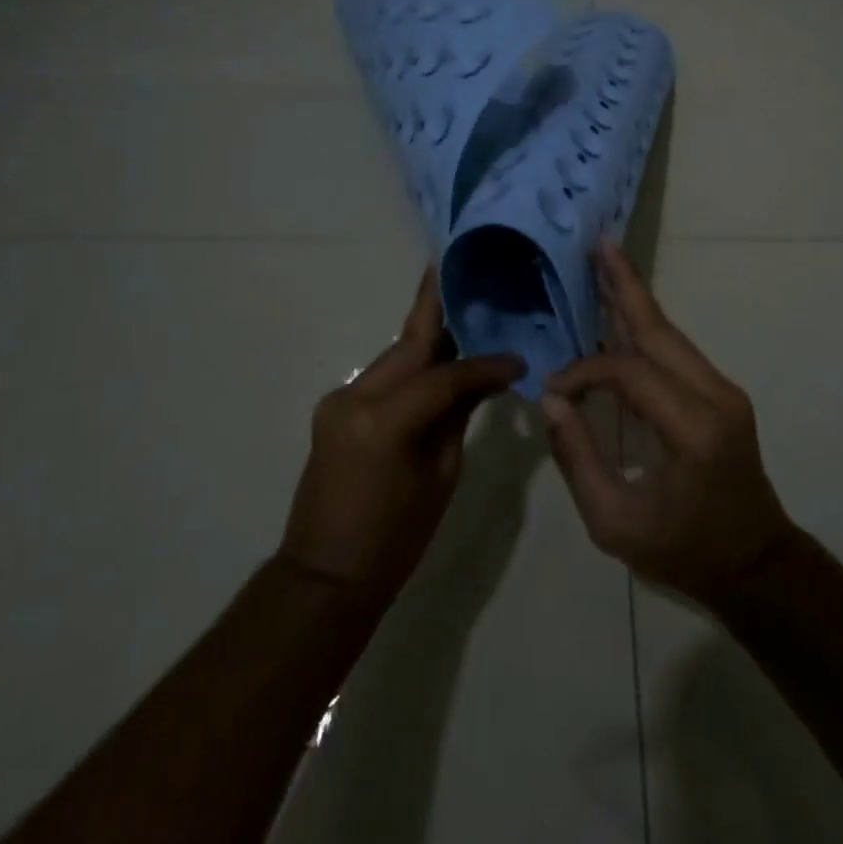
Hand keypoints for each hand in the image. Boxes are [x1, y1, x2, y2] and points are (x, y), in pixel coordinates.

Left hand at [279, 269, 523, 597]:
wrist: (325, 575)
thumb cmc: (394, 538)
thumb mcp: (440, 476)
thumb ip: (459, 416)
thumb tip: (486, 379)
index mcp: (383, 420)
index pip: (444, 375)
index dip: (484, 364)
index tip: (518, 360)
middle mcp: (354, 397)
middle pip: (408, 343)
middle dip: (437, 307)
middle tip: (464, 268)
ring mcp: (338, 400)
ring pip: (395, 356)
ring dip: (428, 338)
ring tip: (464, 309)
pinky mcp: (335, 409)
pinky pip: (383, 378)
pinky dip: (412, 366)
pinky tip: (439, 356)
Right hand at [542, 241, 795, 608]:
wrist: (755, 565)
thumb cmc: (683, 551)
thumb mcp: (614, 523)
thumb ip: (577, 457)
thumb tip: (552, 398)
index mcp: (692, 429)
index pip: (629, 373)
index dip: (585, 373)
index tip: (555, 390)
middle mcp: (715, 396)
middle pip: (660, 330)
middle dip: (626, 285)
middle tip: (599, 245)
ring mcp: (725, 391)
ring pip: (671, 334)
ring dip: (635, 300)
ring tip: (607, 262)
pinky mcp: (724, 394)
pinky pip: (677, 352)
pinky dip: (645, 328)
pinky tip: (622, 312)